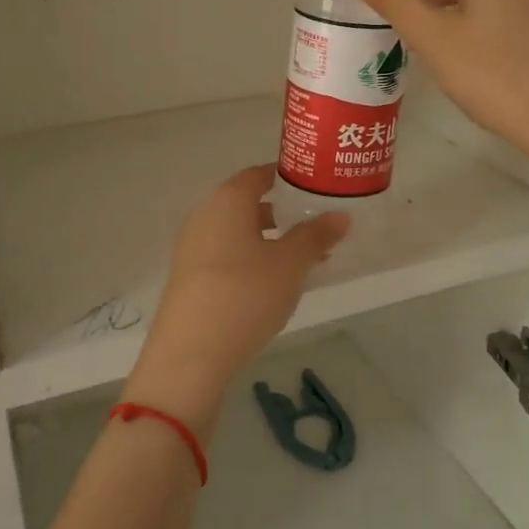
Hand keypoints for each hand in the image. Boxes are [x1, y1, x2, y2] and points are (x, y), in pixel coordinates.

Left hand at [122, 165, 349, 433]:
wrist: (190, 354)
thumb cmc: (245, 294)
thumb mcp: (290, 264)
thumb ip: (315, 236)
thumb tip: (341, 216)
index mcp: (227, 200)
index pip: (258, 174)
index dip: (286, 178)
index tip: (314, 187)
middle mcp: (204, 215)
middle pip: (246, 204)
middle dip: (282, 213)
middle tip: (316, 226)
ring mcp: (192, 247)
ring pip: (237, 233)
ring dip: (268, 240)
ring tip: (302, 260)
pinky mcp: (188, 277)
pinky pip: (225, 255)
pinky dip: (250, 260)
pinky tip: (272, 285)